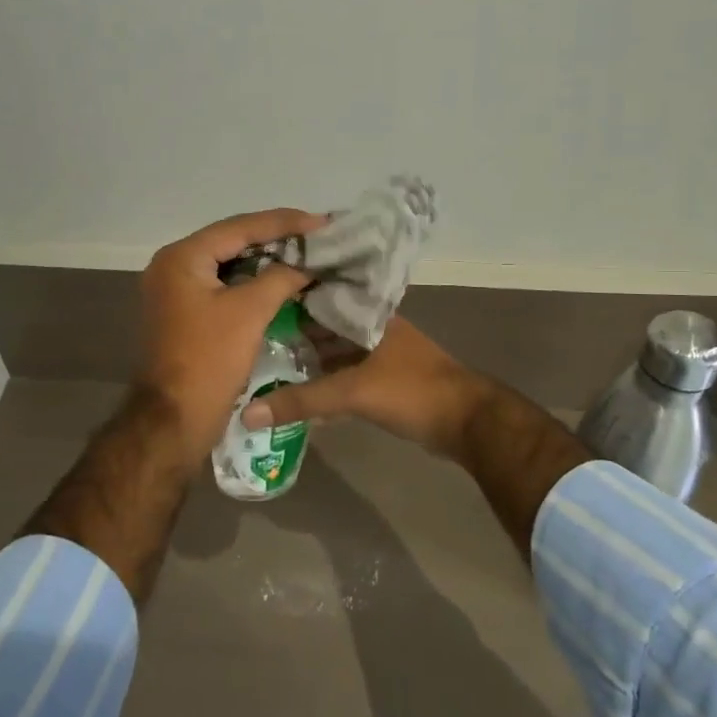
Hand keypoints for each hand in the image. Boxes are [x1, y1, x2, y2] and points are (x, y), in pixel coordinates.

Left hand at [137, 208, 323, 470]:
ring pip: (228, 265)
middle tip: (317, 236)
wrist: (174, 420)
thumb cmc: (210, 360)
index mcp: (181, 257)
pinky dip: (251, 283)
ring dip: (265, 261)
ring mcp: (175, 291)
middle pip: (231, 242)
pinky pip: (222, 287)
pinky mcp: (184, 313)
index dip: (283, 223)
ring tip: (305, 254)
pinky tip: (281, 282)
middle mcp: (172, 266)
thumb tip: (306, 264)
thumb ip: (281, 277)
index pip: (239, 227)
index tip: (321, 221)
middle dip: (275, 239)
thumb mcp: (250, 312)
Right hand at [242, 315, 492, 461]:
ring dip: (306, 359)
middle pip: (322, 325)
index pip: (318, 294)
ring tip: (265, 364)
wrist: (467, 422)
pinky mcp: (383, 379)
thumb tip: (248, 414)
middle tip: (248, 338)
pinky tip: (297, 392)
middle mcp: (371, 326)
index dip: (286, 297)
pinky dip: (323, 381)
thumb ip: (301, 401)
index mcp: (366, 313)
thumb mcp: (352, 392)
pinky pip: (343, 374)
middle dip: (290, 332)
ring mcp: (379, 353)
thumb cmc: (411, 390)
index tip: (250, 301)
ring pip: (333, 351)